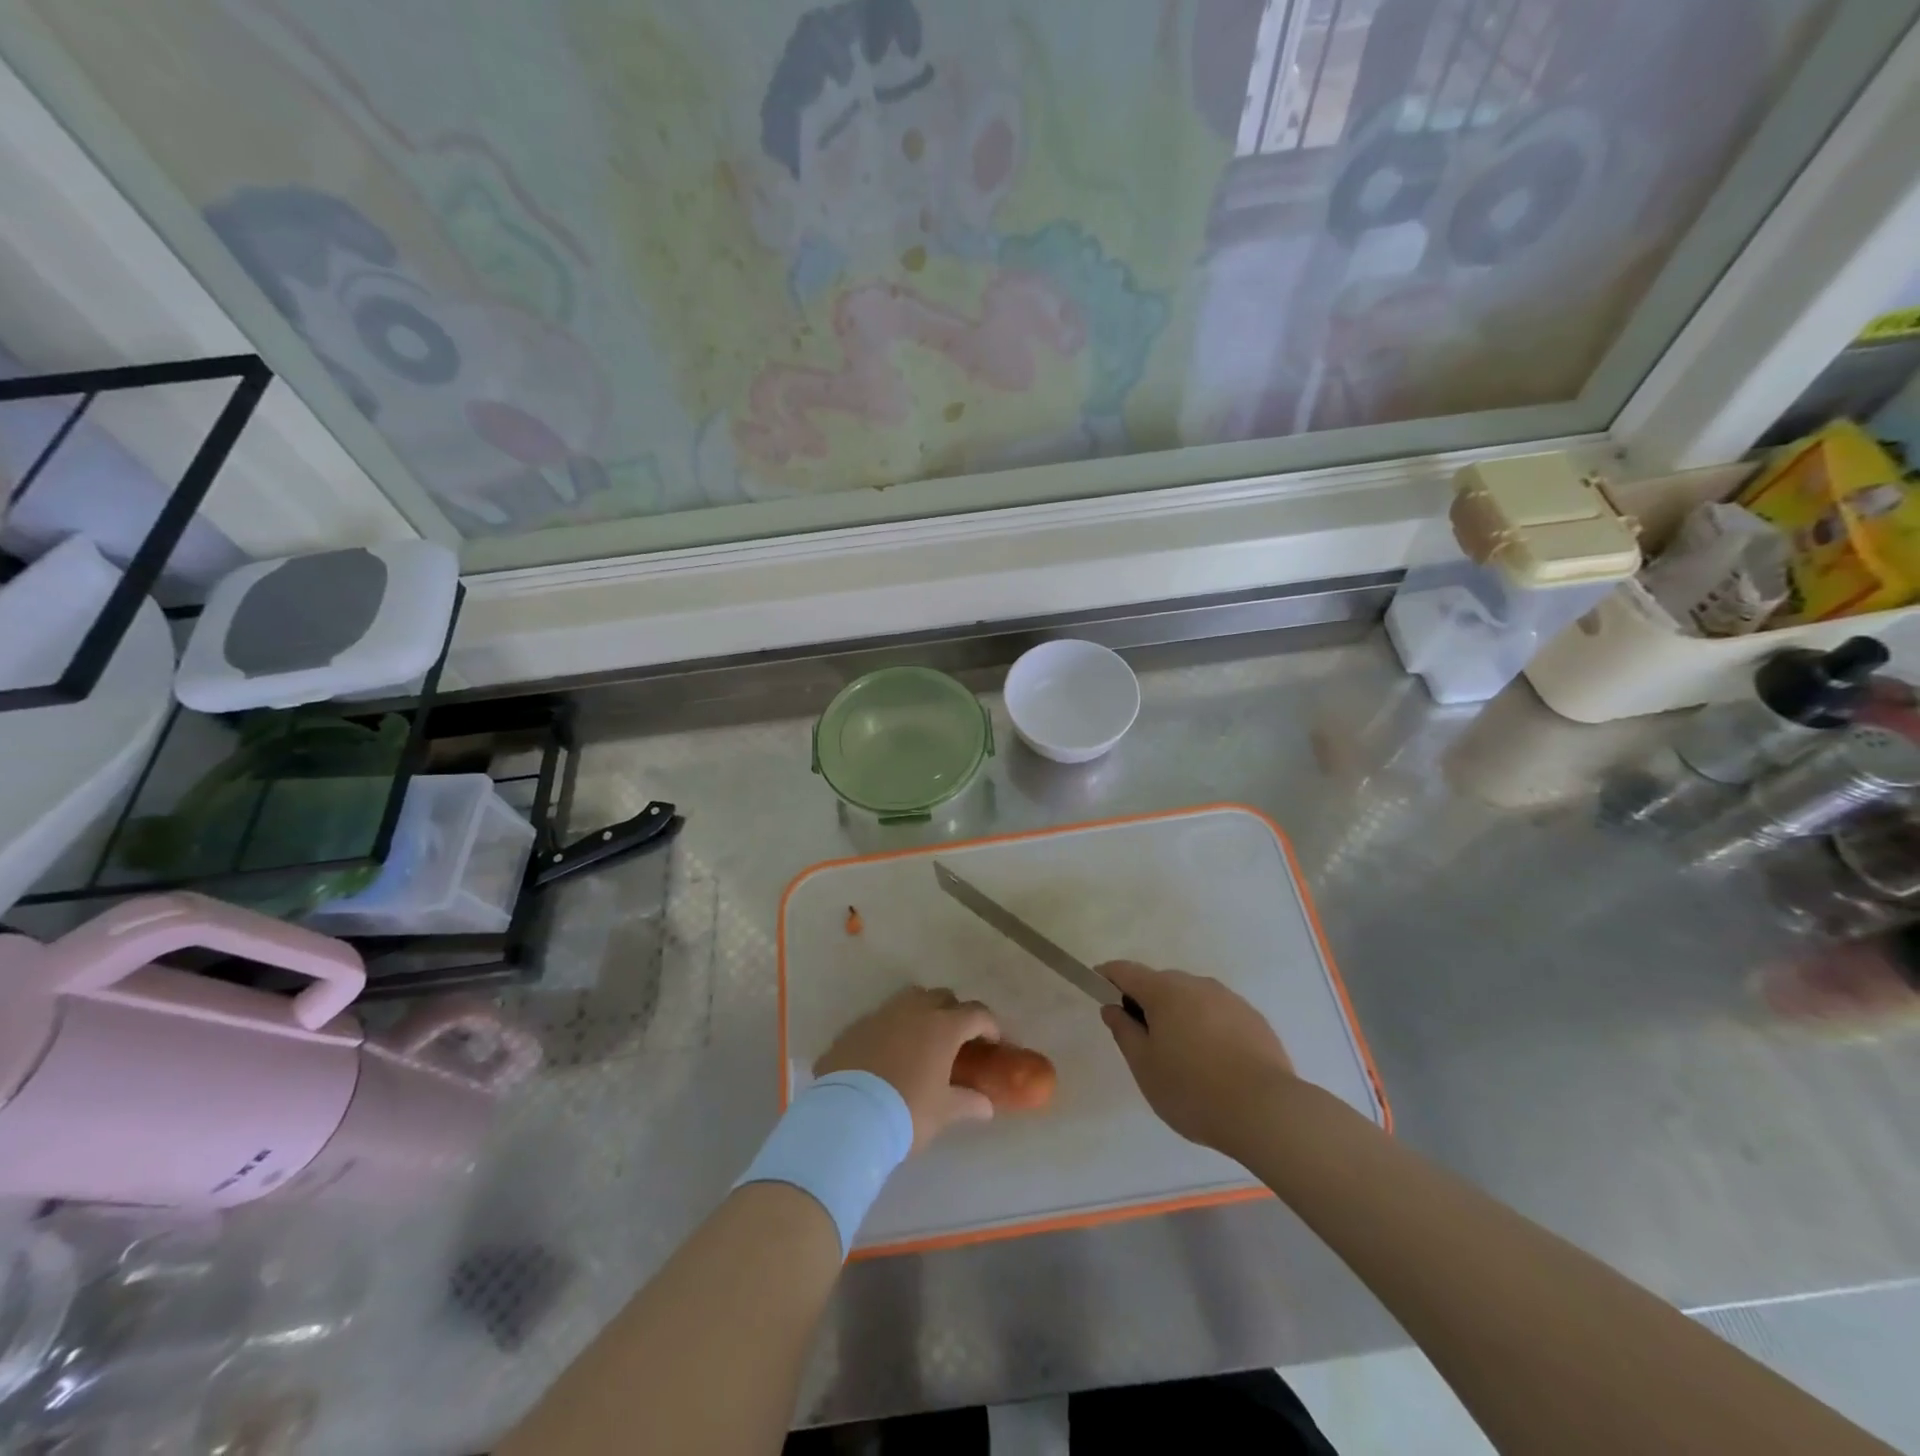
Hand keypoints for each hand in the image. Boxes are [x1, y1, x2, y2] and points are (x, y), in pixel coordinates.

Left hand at [815, 987, 1001, 1150]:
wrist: (847, 1115)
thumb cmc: (906, 1111)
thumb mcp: (943, 1112)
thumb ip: (968, 1103)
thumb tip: (986, 1106)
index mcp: (943, 1027)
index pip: (977, 1013)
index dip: (989, 1025)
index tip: (993, 1042)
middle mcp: (914, 1010)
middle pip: (943, 997)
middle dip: (955, 1012)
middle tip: (958, 1040)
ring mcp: (882, 1014)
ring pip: (910, 999)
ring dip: (922, 1012)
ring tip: (922, 1040)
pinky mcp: (856, 1026)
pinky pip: (882, 1018)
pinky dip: (892, 1028)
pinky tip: (889, 1053)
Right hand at [1098, 962, 1296, 1153]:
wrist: (1267, 1112)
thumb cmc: (1192, 1090)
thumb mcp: (1144, 1066)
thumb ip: (1124, 1031)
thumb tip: (1112, 1007)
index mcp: (1165, 991)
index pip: (1126, 971)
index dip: (1108, 976)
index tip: (1098, 988)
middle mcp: (1197, 984)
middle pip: (1161, 984)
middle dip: (1147, 1002)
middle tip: (1143, 1040)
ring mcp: (1229, 999)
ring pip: (1192, 999)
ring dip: (1179, 1015)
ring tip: (1182, 1057)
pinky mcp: (1254, 1019)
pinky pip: (1218, 1014)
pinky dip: (1207, 1028)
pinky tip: (1214, 1063)